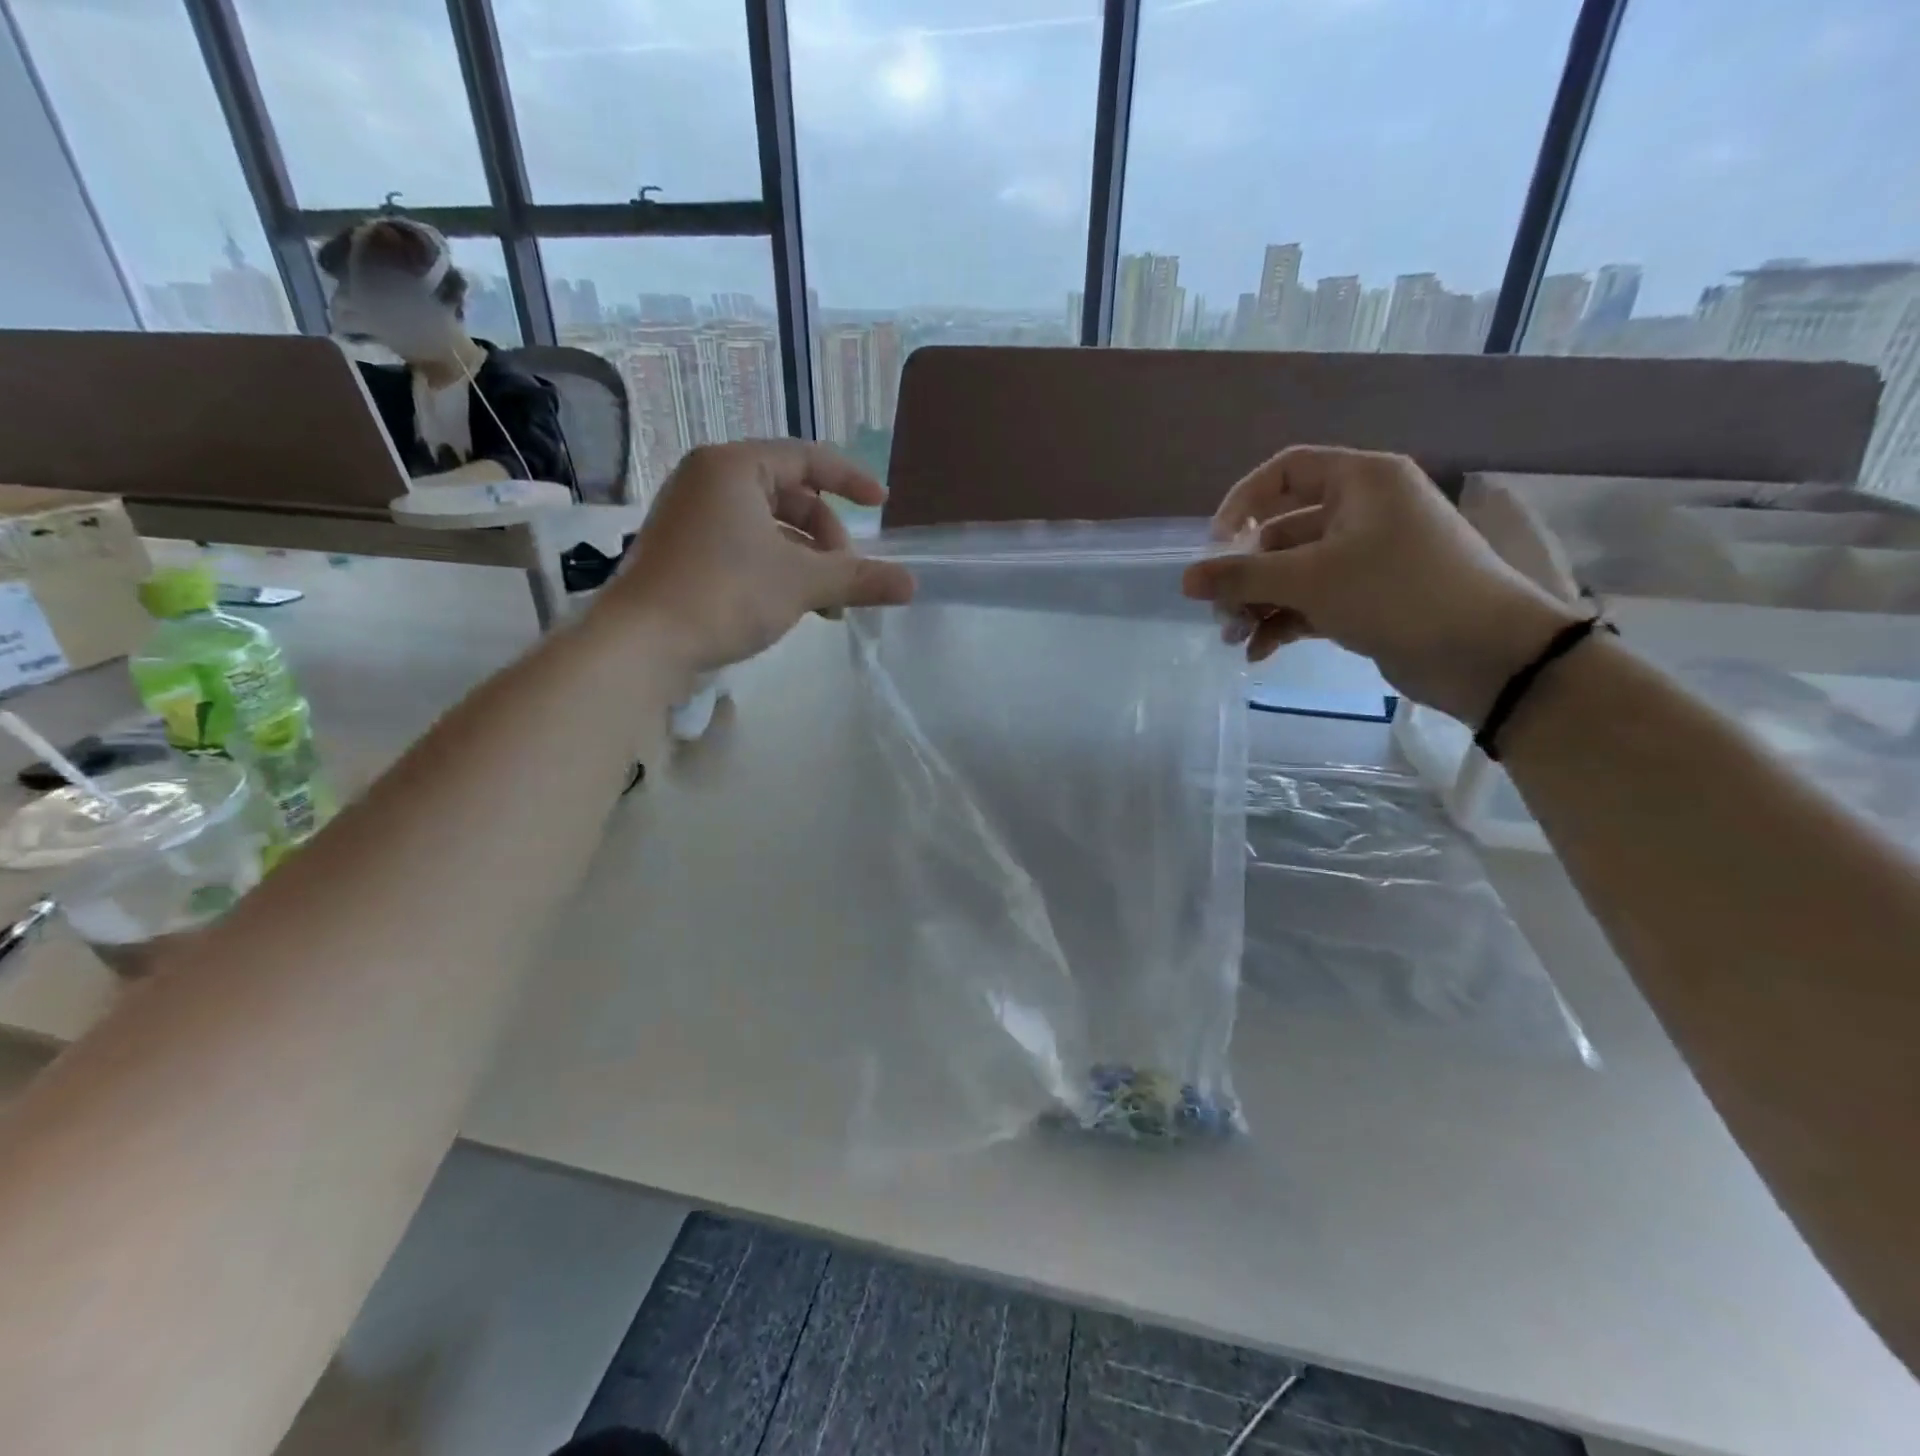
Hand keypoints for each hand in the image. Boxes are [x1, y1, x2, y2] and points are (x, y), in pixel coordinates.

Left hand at [594, 441, 914, 672]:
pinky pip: (744, 546)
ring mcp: (691, 516)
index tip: (882, 506)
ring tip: (827, 605)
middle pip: (790, 496)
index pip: (807, 458)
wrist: (641, 644)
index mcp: (733, 466)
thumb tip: (913, 584)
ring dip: (806, 561)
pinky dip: (776, 569)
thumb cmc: (725, 594)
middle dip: (827, 539)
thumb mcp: (802, 583)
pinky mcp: (683, 550)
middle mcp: (708, 480)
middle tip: (847, 579)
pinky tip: (794, 606)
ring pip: (769, 527)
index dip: (851, 480)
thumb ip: (859, 578)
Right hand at [1182, 445, 1583, 723]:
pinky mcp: (1368, 598)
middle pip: (1282, 531)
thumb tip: (1185, 580)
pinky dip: (1284, 622)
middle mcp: (1364, 511)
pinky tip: (1259, 653)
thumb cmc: (1397, 593)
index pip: (1286, 471)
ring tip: (1234, 639)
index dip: (1242, 503)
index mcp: (1361, 481)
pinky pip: (1312, 600)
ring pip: (1294, 571)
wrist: (1485, 653)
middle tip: (1220, 611)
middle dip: (1246, 574)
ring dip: (1259, 603)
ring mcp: (1366, 557)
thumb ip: (1242, 578)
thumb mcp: (1310, 580)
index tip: (1214, 546)